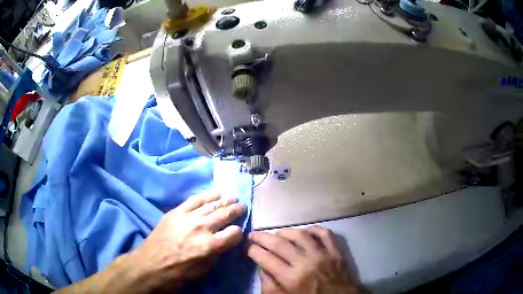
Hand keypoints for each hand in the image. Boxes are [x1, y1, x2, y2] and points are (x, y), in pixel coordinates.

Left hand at [125, 192, 246, 291]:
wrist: (150, 266)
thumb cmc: (178, 274)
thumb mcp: (203, 271)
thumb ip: (217, 254)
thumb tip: (225, 243)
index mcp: (210, 246)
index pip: (234, 233)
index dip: (238, 233)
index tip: (237, 233)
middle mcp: (201, 229)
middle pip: (225, 214)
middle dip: (237, 210)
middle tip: (243, 206)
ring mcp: (188, 217)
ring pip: (212, 204)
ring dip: (225, 200)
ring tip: (233, 197)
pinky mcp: (176, 212)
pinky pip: (194, 199)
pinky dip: (207, 195)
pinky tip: (216, 192)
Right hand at [248, 226, 361, 293]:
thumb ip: (270, 287)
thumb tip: (262, 268)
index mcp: (292, 279)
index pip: (266, 259)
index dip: (253, 250)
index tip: (247, 247)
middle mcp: (306, 264)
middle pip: (280, 244)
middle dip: (262, 237)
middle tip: (253, 234)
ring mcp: (323, 255)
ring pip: (301, 235)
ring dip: (285, 232)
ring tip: (276, 234)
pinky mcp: (336, 252)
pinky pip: (325, 234)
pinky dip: (313, 229)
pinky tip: (304, 232)